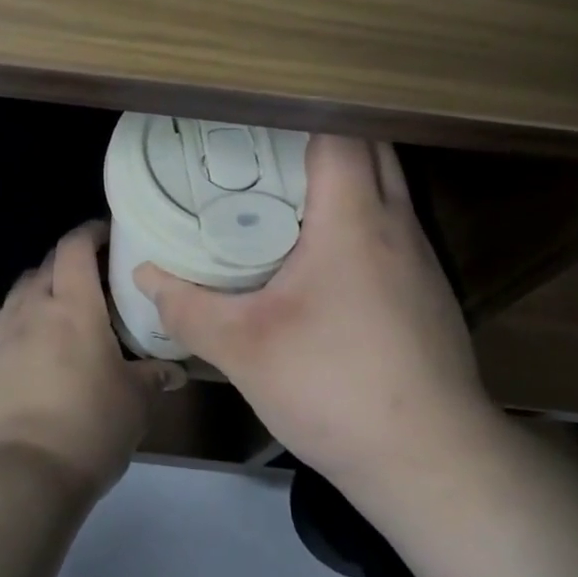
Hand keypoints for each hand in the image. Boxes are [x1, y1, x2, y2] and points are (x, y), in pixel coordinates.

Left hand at [0, 221, 185, 501]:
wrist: (25, 473)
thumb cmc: (89, 425)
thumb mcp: (135, 401)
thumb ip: (154, 377)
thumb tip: (174, 372)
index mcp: (73, 305)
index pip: (75, 247)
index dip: (90, 232)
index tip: (109, 232)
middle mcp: (36, 308)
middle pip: (48, 263)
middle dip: (71, 256)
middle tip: (98, 269)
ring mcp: (9, 333)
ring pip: (25, 287)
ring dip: (45, 281)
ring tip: (68, 298)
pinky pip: (11, 316)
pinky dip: (28, 310)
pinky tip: (44, 332)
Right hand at [133, 136, 490, 490]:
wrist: (433, 461)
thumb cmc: (334, 387)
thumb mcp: (244, 348)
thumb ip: (187, 307)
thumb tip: (144, 277)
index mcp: (353, 218)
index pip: (339, 133)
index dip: (298, 115)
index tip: (254, 120)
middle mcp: (396, 224)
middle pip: (371, 148)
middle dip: (322, 137)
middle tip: (264, 150)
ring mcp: (421, 258)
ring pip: (387, 188)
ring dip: (345, 177)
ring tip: (287, 191)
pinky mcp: (429, 291)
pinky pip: (392, 227)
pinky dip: (360, 217)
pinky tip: (324, 255)